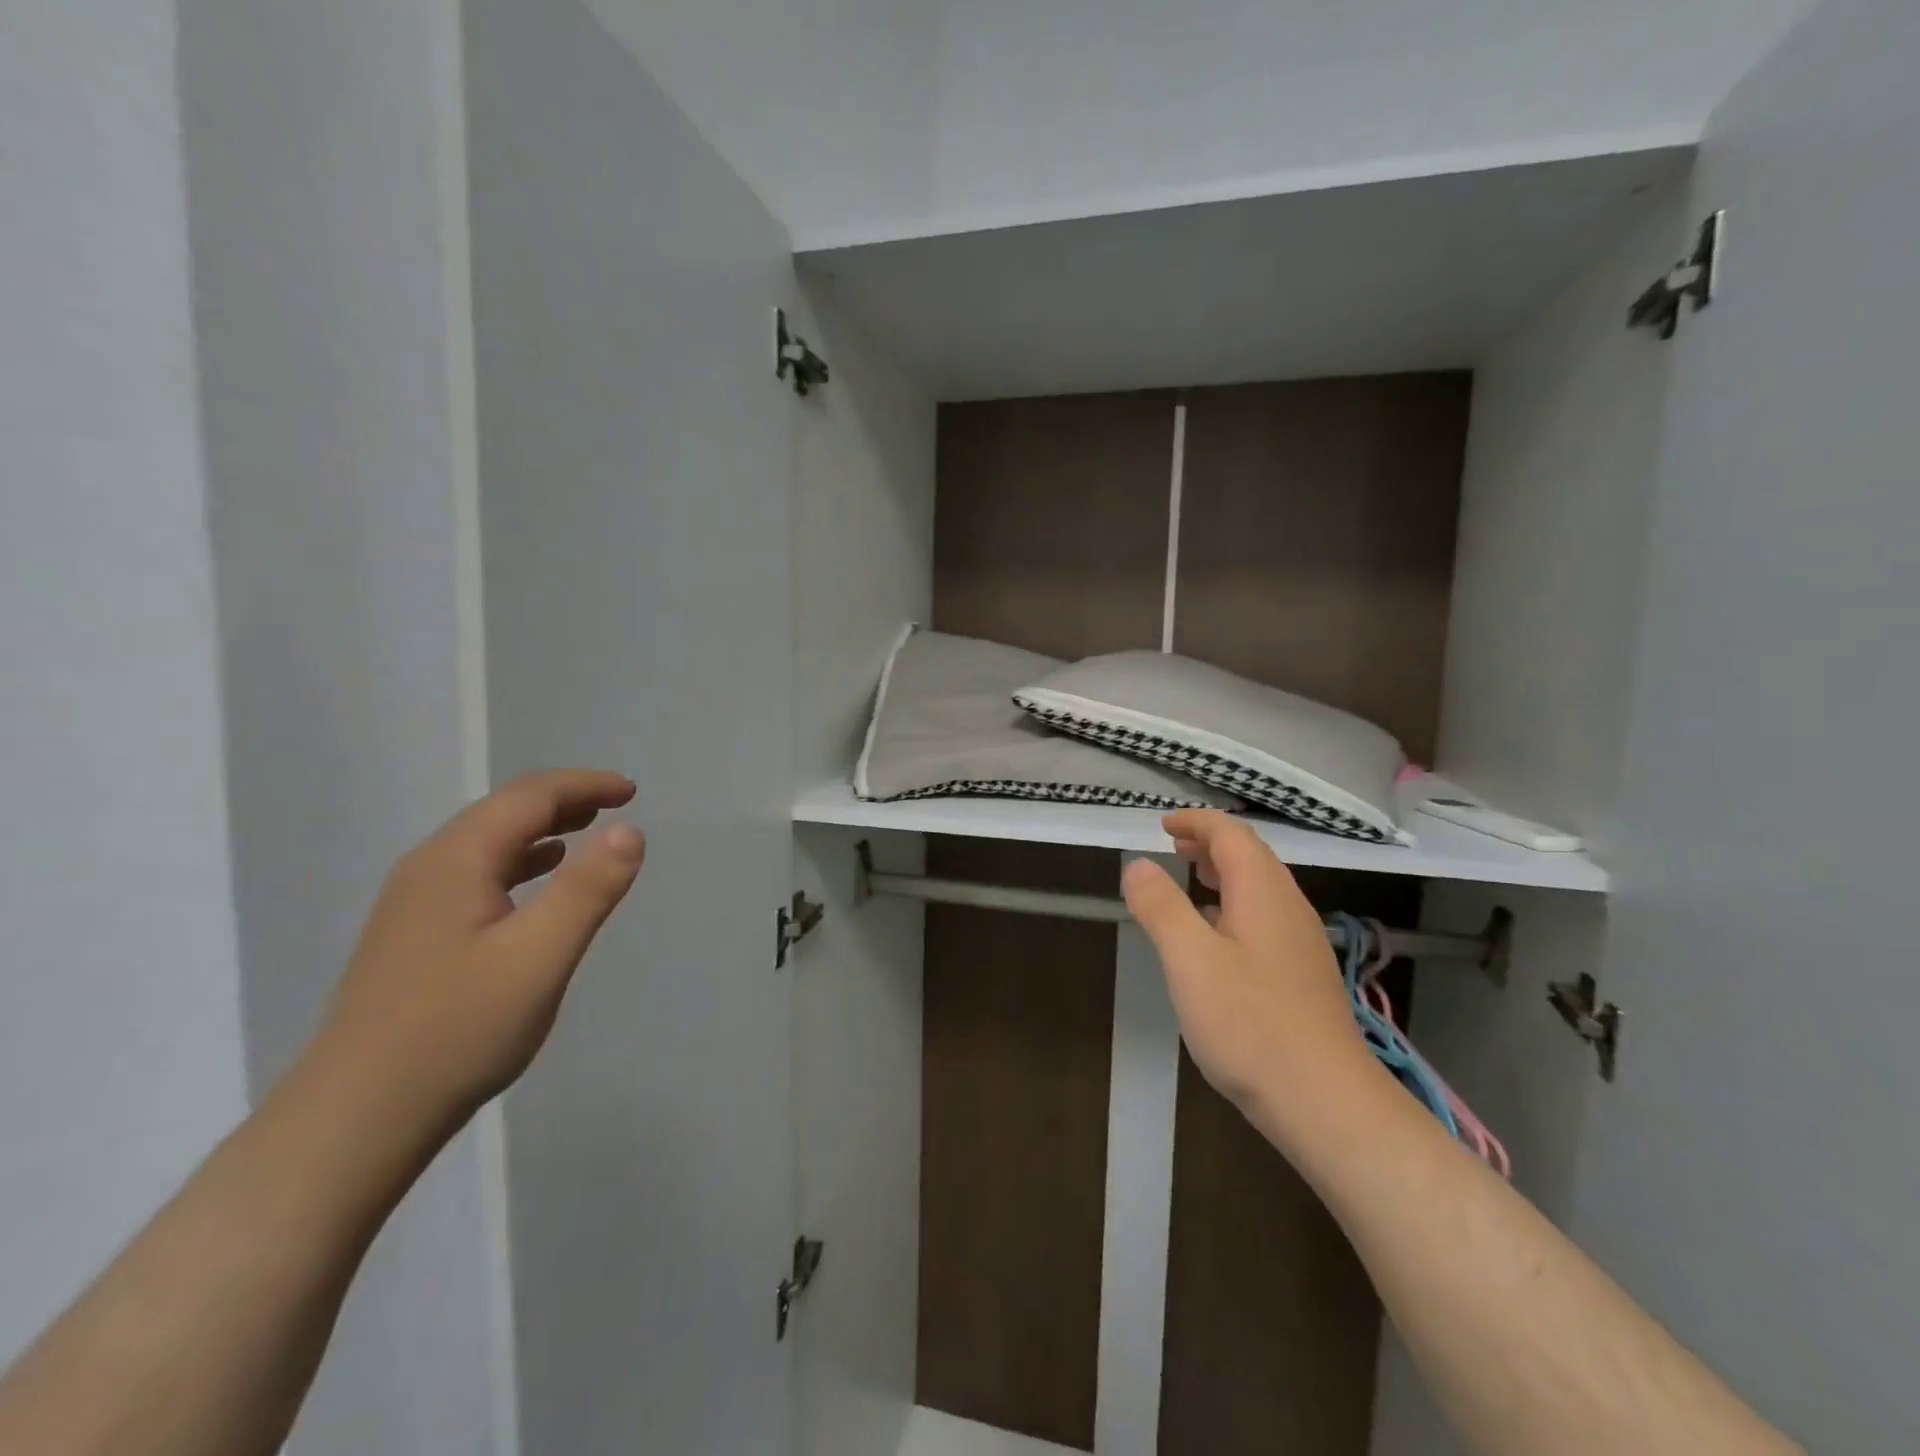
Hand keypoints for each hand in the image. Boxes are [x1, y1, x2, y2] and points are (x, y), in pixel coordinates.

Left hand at [311, 769, 646, 1135]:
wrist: (356, 1118)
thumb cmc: (458, 1031)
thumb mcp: (540, 957)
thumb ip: (588, 890)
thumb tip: (629, 830)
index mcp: (456, 861)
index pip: (529, 797)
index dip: (584, 786)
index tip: (632, 792)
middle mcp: (429, 868)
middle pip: (504, 812)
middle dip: (564, 800)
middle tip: (616, 805)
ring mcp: (414, 903)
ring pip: (488, 843)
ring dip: (542, 828)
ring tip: (587, 832)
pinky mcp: (414, 935)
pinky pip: (477, 874)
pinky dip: (520, 862)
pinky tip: (536, 882)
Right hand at [1122, 809, 1370, 1128]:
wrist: (1326, 1102)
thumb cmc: (1250, 1024)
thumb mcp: (1190, 960)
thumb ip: (1161, 907)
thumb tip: (1138, 864)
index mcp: (1263, 893)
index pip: (1231, 835)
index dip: (1197, 822)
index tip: (1163, 825)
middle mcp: (1289, 908)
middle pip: (1252, 857)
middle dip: (1211, 843)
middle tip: (1173, 848)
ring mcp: (1302, 943)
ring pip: (1262, 889)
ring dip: (1225, 874)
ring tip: (1192, 882)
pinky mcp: (1304, 976)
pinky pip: (1267, 918)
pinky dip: (1236, 906)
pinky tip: (1218, 938)